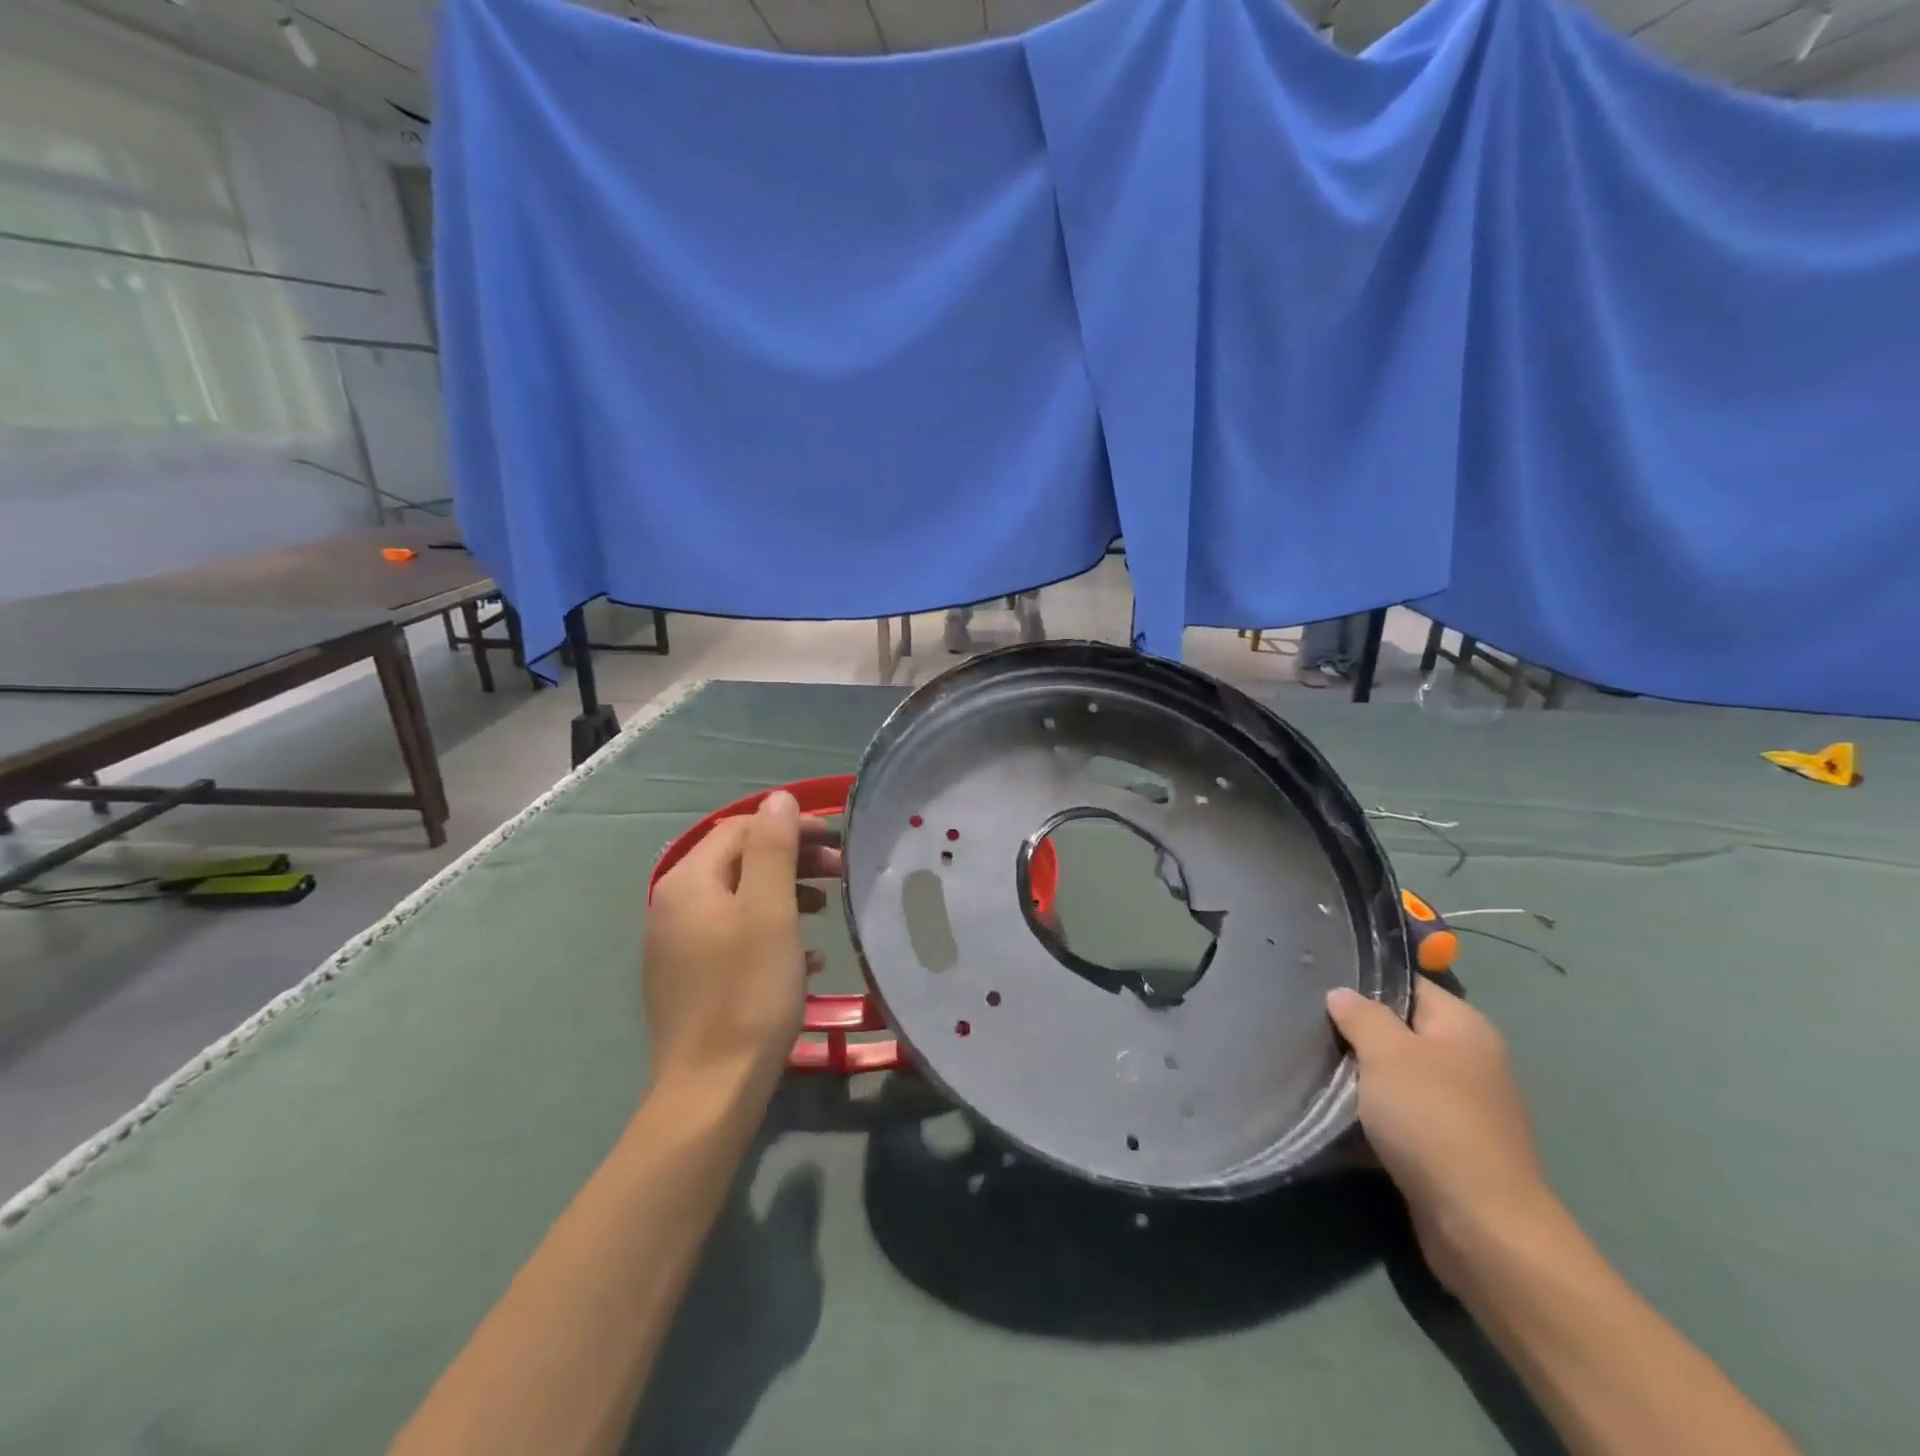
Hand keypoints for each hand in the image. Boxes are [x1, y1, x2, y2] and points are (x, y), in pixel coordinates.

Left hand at [643, 790, 842, 1098]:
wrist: (710, 1090)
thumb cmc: (748, 991)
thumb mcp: (770, 911)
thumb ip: (775, 848)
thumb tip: (780, 798)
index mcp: (689, 882)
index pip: (743, 829)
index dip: (791, 826)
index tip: (836, 841)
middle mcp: (673, 906)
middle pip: (739, 862)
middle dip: (792, 859)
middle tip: (839, 872)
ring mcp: (677, 945)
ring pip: (739, 899)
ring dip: (786, 893)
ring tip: (826, 909)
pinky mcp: (688, 978)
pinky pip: (734, 936)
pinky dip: (771, 931)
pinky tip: (806, 956)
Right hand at [1326, 979, 1556, 1294]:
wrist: (1480, 1223)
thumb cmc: (1432, 1119)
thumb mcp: (1386, 1052)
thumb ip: (1361, 1016)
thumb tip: (1342, 994)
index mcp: (1465, 1027)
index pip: (1410, 986)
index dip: (1366, 983)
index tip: (1321, 986)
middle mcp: (1472, 1060)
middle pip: (1404, 1030)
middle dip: (1360, 1032)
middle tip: (1312, 1028)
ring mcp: (1466, 1107)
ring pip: (1401, 1075)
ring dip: (1365, 1076)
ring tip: (1319, 1069)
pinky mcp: (1453, 1147)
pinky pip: (1406, 1114)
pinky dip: (1378, 1113)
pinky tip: (1344, 1115)